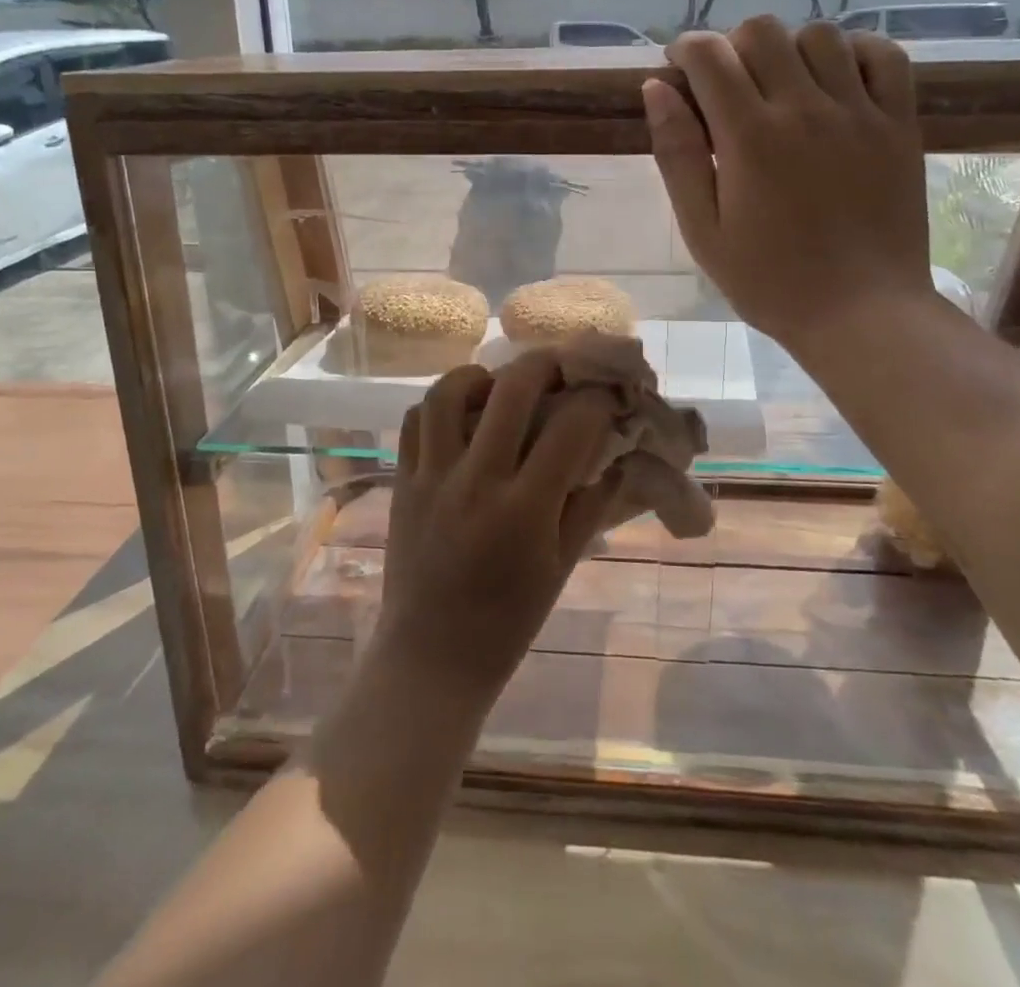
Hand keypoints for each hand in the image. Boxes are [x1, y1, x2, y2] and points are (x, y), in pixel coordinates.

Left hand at [376, 351, 617, 700]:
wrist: (431, 656)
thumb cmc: (508, 621)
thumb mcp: (562, 567)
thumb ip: (590, 504)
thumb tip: (616, 454)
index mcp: (524, 509)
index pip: (570, 426)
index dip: (597, 400)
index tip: (608, 393)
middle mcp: (476, 481)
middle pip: (512, 389)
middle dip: (546, 362)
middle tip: (563, 363)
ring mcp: (432, 476)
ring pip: (449, 392)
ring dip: (482, 375)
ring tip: (501, 384)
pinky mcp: (403, 480)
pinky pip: (415, 420)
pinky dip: (441, 403)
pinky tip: (463, 411)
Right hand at [643, 15, 933, 352]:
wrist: (861, 313)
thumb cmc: (769, 281)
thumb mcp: (703, 230)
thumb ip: (678, 155)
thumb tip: (657, 88)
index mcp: (749, 137)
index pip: (709, 56)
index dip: (685, 50)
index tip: (679, 70)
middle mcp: (805, 108)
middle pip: (762, 31)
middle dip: (731, 46)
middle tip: (726, 86)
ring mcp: (860, 112)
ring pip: (819, 34)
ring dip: (788, 49)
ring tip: (780, 87)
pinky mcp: (900, 124)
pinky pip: (883, 55)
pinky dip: (853, 52)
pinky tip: (834, 82)